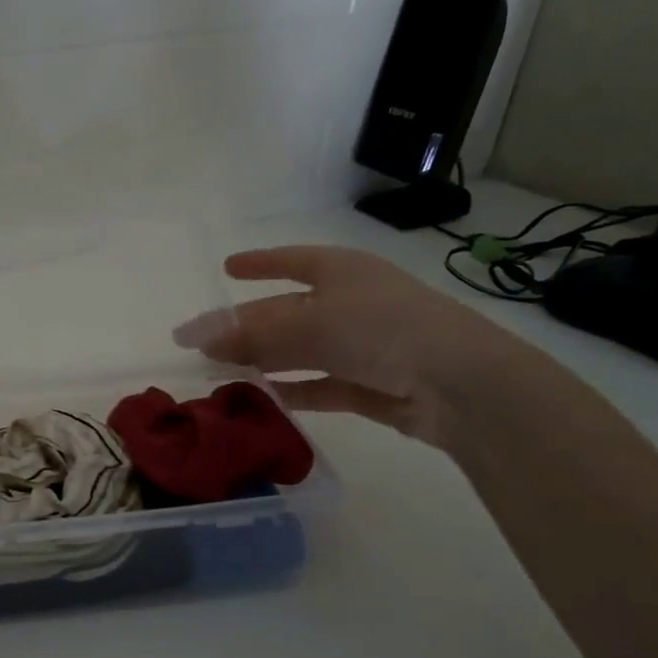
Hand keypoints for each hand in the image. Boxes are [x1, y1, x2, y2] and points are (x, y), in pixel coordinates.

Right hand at [176, 246, 529, 448]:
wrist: (459, 384)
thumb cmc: (381, 330)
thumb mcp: (308, 325)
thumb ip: (251, 334)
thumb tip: (198, 339)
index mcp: (341, 271)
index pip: (290, 260)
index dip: (258, 263)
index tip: (227, 268)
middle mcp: (350, 303)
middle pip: (286, 311)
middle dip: (245, 325)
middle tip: (201, 341)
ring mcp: (362, 344)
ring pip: (299, 350)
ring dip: (263, 359)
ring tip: (221, 371)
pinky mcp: (369, 384)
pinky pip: (319, 384)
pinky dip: (292, 389)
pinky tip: (263, 397)